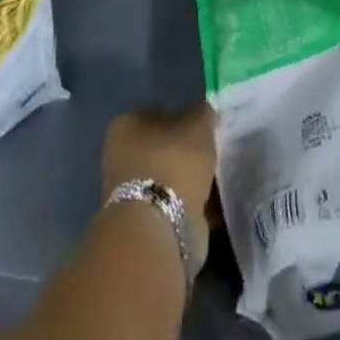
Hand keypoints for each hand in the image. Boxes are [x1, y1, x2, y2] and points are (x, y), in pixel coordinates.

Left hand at [101, 103, 217, 236]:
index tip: (204, 125)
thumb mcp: (198, 123)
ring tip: (218, 176)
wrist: (159, 226)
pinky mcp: (146, 221)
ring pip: (169, 176)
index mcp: (127, 126)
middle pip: (162, 147)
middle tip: (213, 150)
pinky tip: (215, 201)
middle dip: (185, 150)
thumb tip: (204, 114)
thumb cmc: (173, 161)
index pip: (157, 112)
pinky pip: (176, 202)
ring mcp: (132, 191)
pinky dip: (193, 203)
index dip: (182, 116)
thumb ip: (202, 113)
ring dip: (190, 178)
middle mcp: (122, 156)